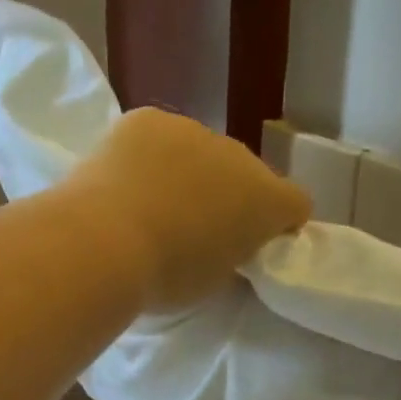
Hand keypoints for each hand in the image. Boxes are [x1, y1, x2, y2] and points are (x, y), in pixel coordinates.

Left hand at [70, 108, 311, 310]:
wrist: (105, 243)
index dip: (280, 223)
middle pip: (245, 174)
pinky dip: (148, 156)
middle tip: (194, 228)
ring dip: (189, 172)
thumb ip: (232, 254)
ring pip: (200, 151)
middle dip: (230, 196)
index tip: (254, 243)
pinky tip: (123, 181)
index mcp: (266, 201)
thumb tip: (222, 242)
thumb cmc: (165, 277)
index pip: (296, 204)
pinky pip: (158, 137)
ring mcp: (193, 130)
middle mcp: (239, 156)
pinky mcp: (147, 119)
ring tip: (151, 205)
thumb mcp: (215, 280)